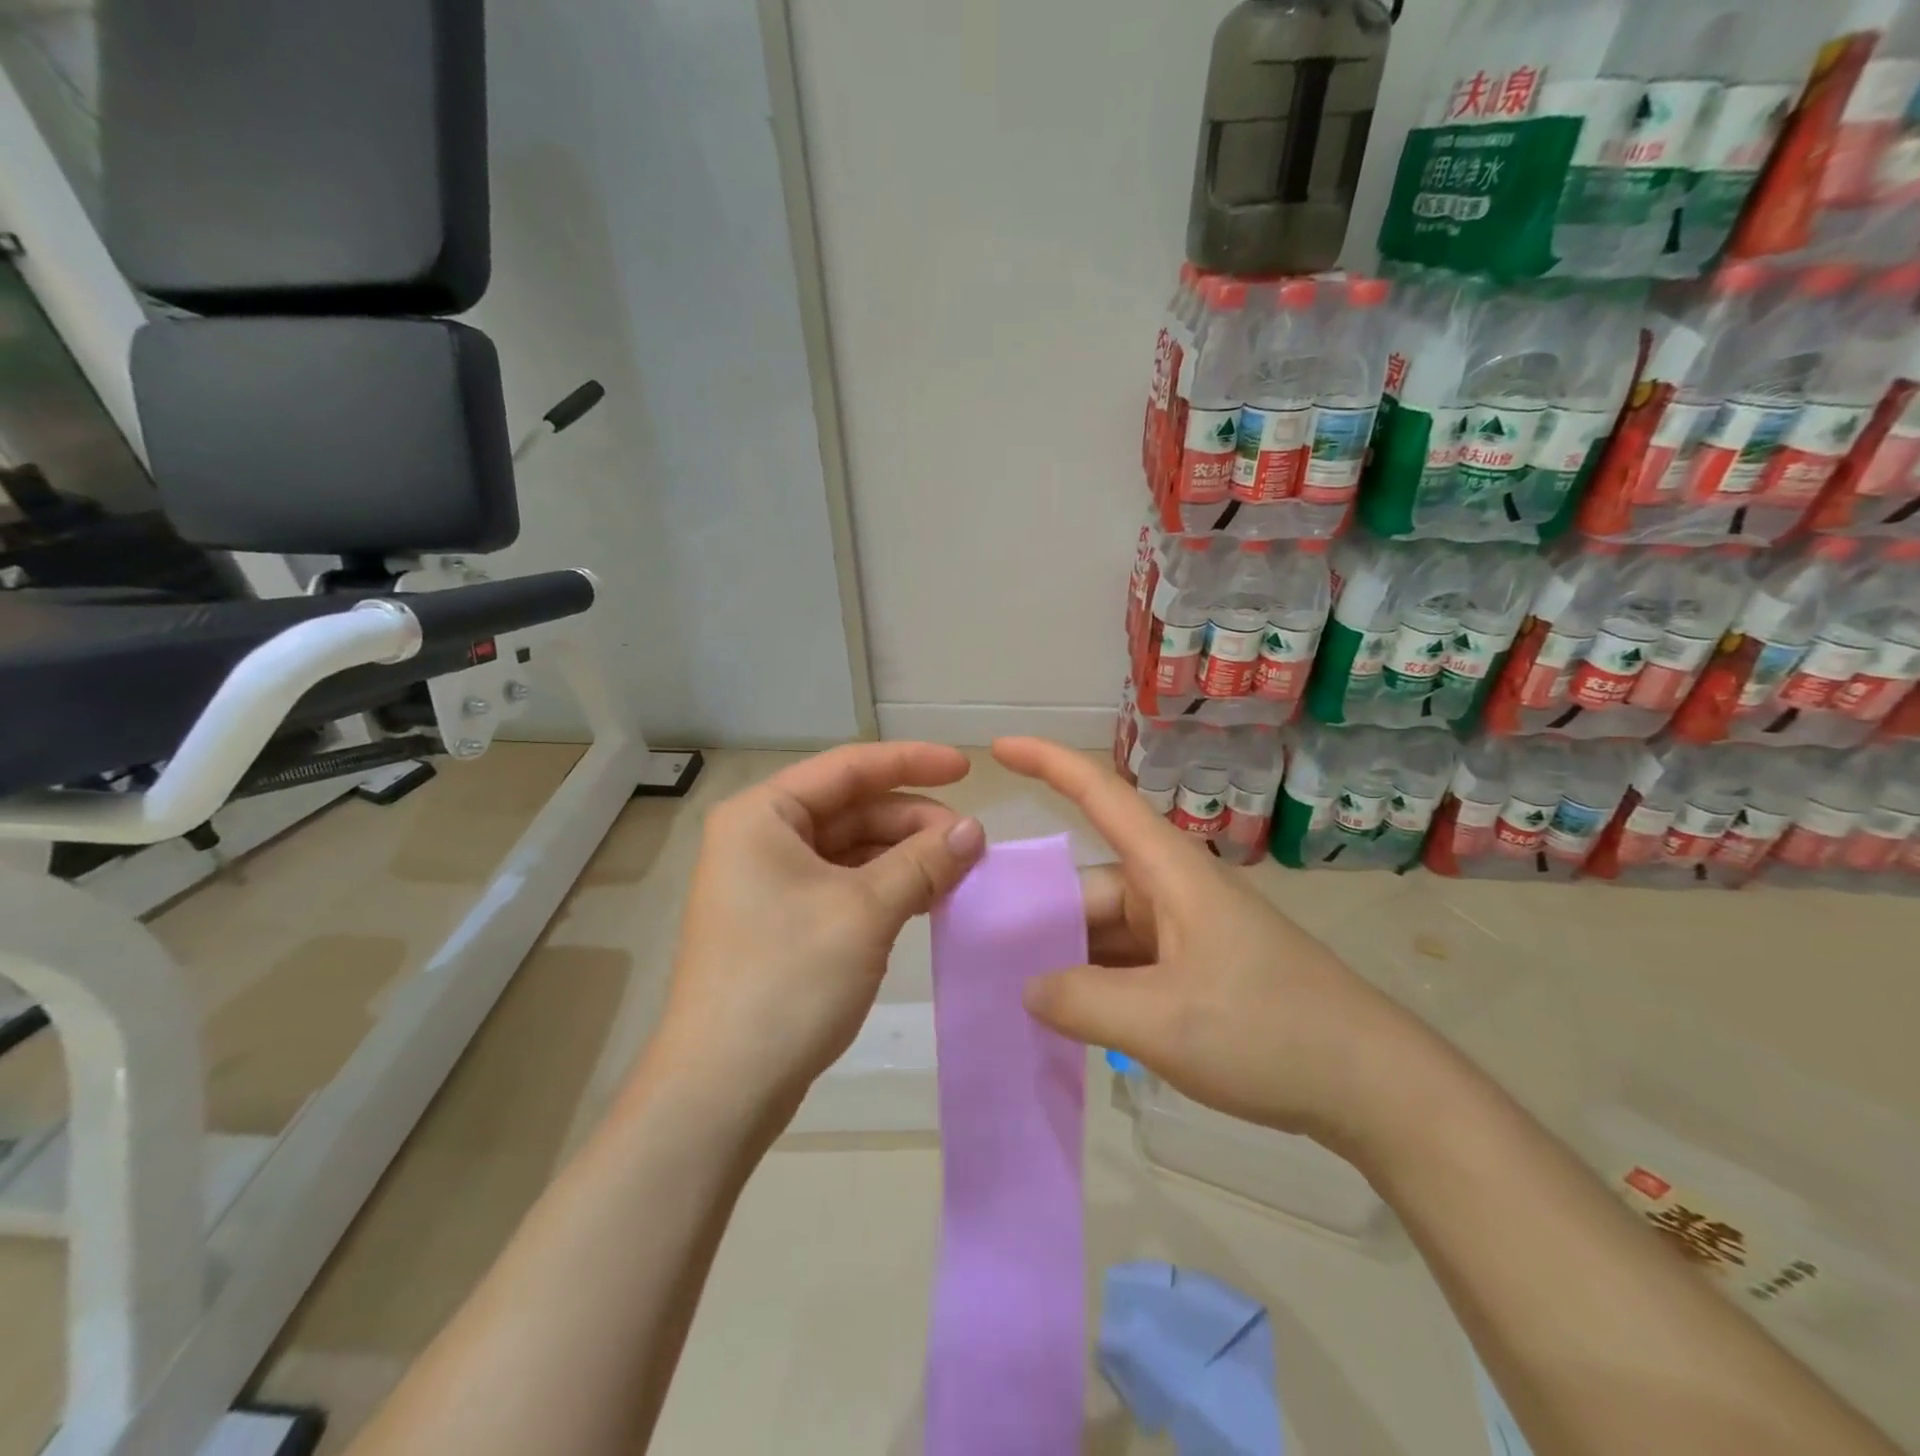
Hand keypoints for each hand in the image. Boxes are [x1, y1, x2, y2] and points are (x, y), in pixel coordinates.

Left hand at [645, 743, 985, 1131]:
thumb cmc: (787, 981)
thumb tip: (975, 830)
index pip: (849, 767)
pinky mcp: (782, 921)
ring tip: (957, 872)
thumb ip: (923, 862)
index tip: (967, 769)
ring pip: (851, 848)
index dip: (912, 762)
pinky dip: (886, 886)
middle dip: (913, 821)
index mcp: (763, 815)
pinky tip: (925, 898)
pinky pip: (843, 884)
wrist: (722, 1090)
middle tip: (971, 844)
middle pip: (851, 808)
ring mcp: (768, 882)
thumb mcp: (864, 912)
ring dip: (904, 855)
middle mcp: (760, 837)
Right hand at [994, 737, 1423, 1147]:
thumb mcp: (1163, 1021)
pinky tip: (1066, 1020)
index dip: (1048, 763)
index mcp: (1168, 872)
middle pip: (1087, 886)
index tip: (998, 750)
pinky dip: (1095, 985)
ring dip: (1066, 959)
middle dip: (1038, 916)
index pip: (1101, 796)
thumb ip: (1082, 1001)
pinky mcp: (1195, 971)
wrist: (1373, 1086)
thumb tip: (1028, 987)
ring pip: (1104, 931)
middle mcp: (1172, 891)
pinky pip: (1127, 964)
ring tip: (1012, 997)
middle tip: (981, 957)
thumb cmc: (1269, 1032)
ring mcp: (1184, 932)